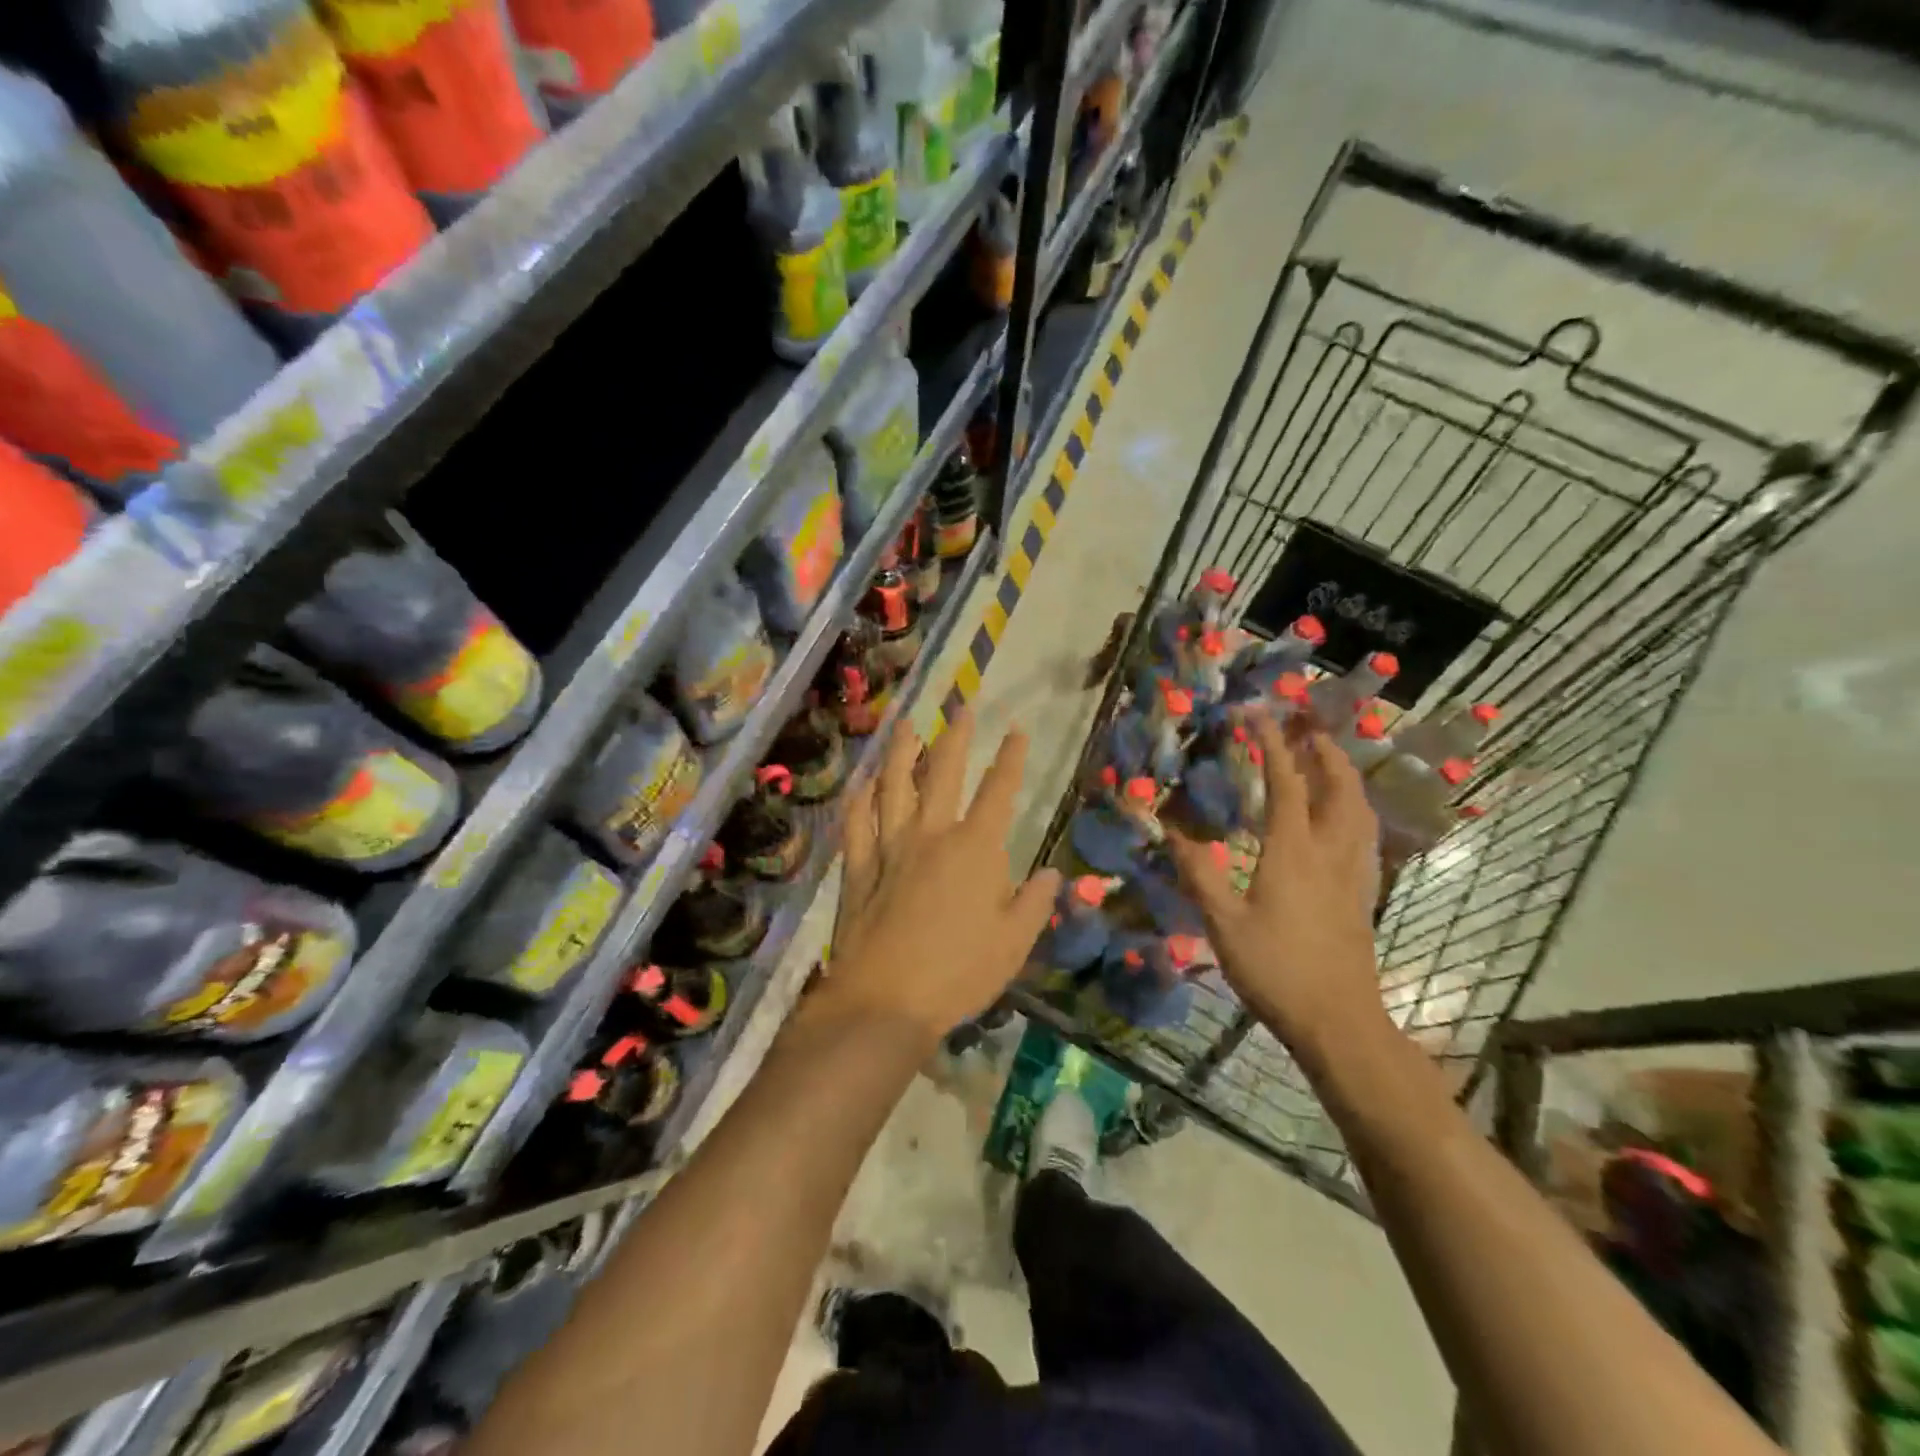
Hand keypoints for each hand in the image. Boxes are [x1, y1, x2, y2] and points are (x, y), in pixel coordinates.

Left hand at [823, 709, 1061, 1044]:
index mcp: (975, 850)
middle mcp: (931, 836)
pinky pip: (856, 825)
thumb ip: (1034, 903)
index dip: (1010, 758)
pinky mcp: (858, 869)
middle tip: (961, 710)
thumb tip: (1052, 873)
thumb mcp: (1013, 944)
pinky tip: (860, 784)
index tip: (1016, 730)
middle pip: (943, 775)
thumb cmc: (959, 973)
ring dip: (900, 754)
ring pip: (893, 788)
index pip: (999, 792)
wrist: (886, 1000)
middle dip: (955, 739)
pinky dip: (858, 801)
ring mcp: (889, 849)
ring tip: (906, 727)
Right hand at [1166, 712, 1390, 1060]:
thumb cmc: (1276, 969)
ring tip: (1328, 758)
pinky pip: (1366, 834)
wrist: (1338, 1021)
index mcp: (1293, 851)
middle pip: (1338, 786)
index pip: (1285, 783)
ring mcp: (1354, 872)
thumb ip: (1199, 874)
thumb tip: (1171, 833)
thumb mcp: (1223, 923)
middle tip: (1306, 725)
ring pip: (1359, 808)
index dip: (1272, 745)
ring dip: (1345, 774)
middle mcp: (1330, 851)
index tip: (1258, 715)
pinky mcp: (1365, 893)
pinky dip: (1356, 808)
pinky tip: (1347, 816)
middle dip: (1323, 749)